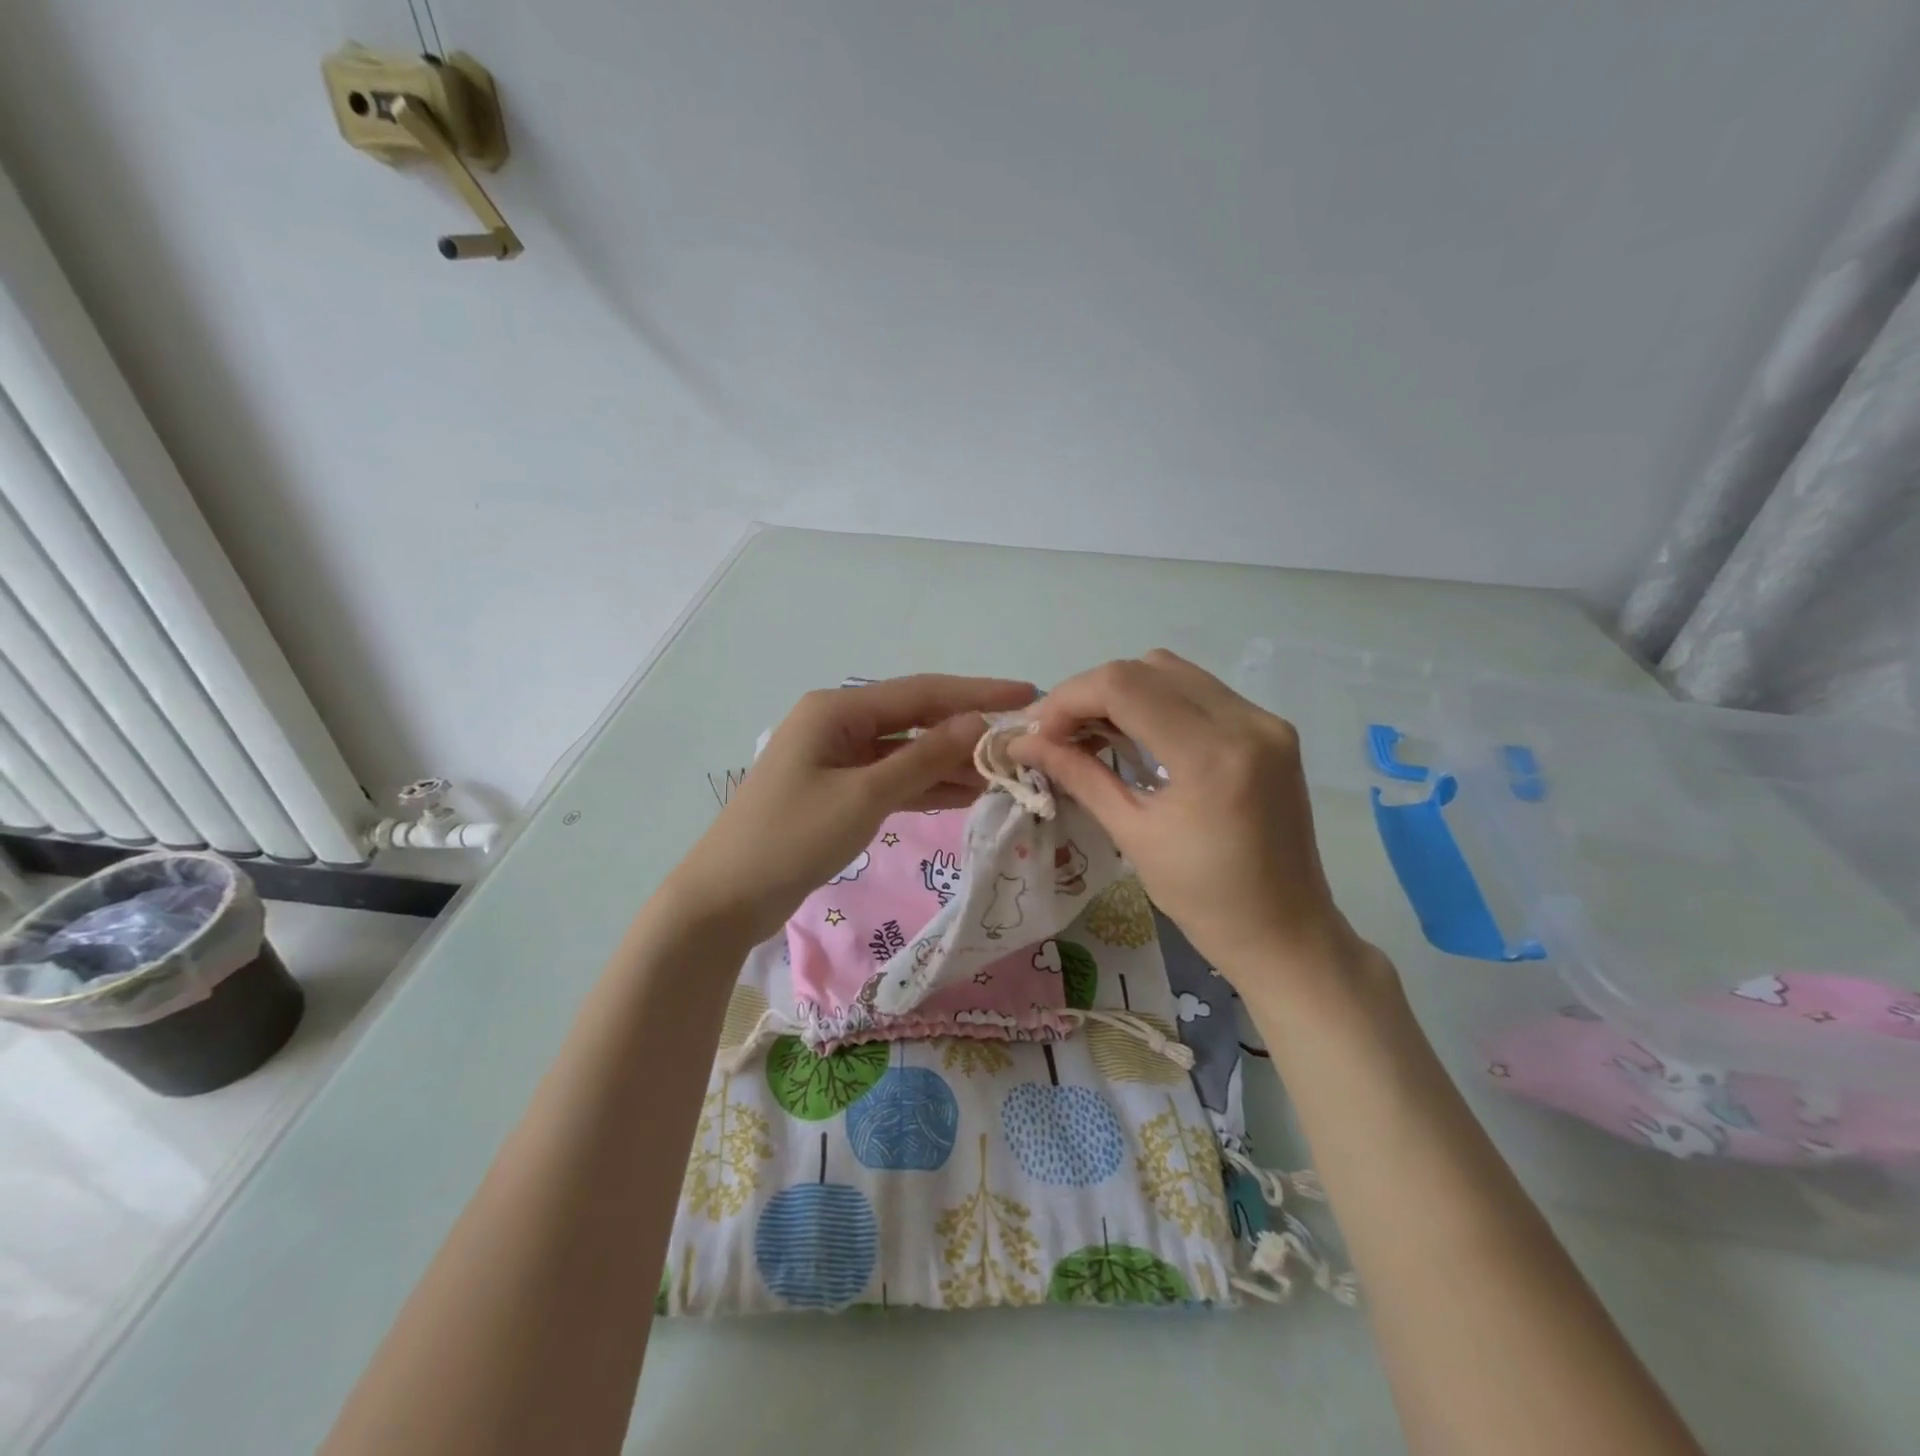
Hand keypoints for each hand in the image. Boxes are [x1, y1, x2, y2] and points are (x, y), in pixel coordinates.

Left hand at [671, 674, 1035, 942]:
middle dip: (967, 731)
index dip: (977, 694)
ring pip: (907, 753)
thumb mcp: (864, 796)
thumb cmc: (791, 838)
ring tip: (1005, 774)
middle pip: (916, 720)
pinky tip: (968, 795)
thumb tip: (976, 724)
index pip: (921, 692)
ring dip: (951, 763)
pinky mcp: (840, 791)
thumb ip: (922, 758)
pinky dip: (926, 787)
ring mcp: (838, 759)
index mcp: (837, 709)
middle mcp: (839, 724)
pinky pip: (893, 780)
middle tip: (1023, 743)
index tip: (1028, 695)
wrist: (726, 898)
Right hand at [1010, 650, 1366, 989]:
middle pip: (1146, 668)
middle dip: (1091, 693)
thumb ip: (1078, 775)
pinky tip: (1138, 736)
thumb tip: (1023, 743)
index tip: (1041, 733)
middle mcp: (1246, 722)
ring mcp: (1265, 722)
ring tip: (1095, 733)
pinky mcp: (1270, 730)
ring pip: (1173, 671)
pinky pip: (1200, 691)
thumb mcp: (1132, 834)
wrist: (1285, 932)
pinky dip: (1157, 701)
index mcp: (1212, 755)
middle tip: (1061, 734)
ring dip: (1124, 692)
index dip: (1069, 699)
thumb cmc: (1204, 899)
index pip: (1124, 686)